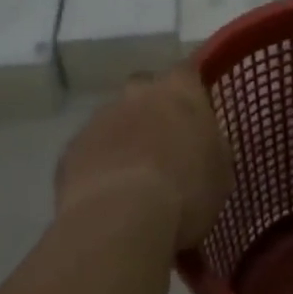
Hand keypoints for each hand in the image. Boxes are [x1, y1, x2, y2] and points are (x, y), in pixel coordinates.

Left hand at [55, 66, 233, 250]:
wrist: (120, 219)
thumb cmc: (185, 190)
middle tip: (163, 148)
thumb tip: (207, 150)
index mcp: (179, 88)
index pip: (187, 73)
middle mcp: (138, 91)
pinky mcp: (72, 148)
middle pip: (145, 91)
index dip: (190, 94)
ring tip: (133, 181)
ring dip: (123, 140)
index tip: (195, 118)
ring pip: (114, 120)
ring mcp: (101, 117)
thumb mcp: (220, 174)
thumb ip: (213, 150)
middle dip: (151, 112)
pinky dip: (98, 166)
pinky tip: (108, 197)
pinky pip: (90, 151)